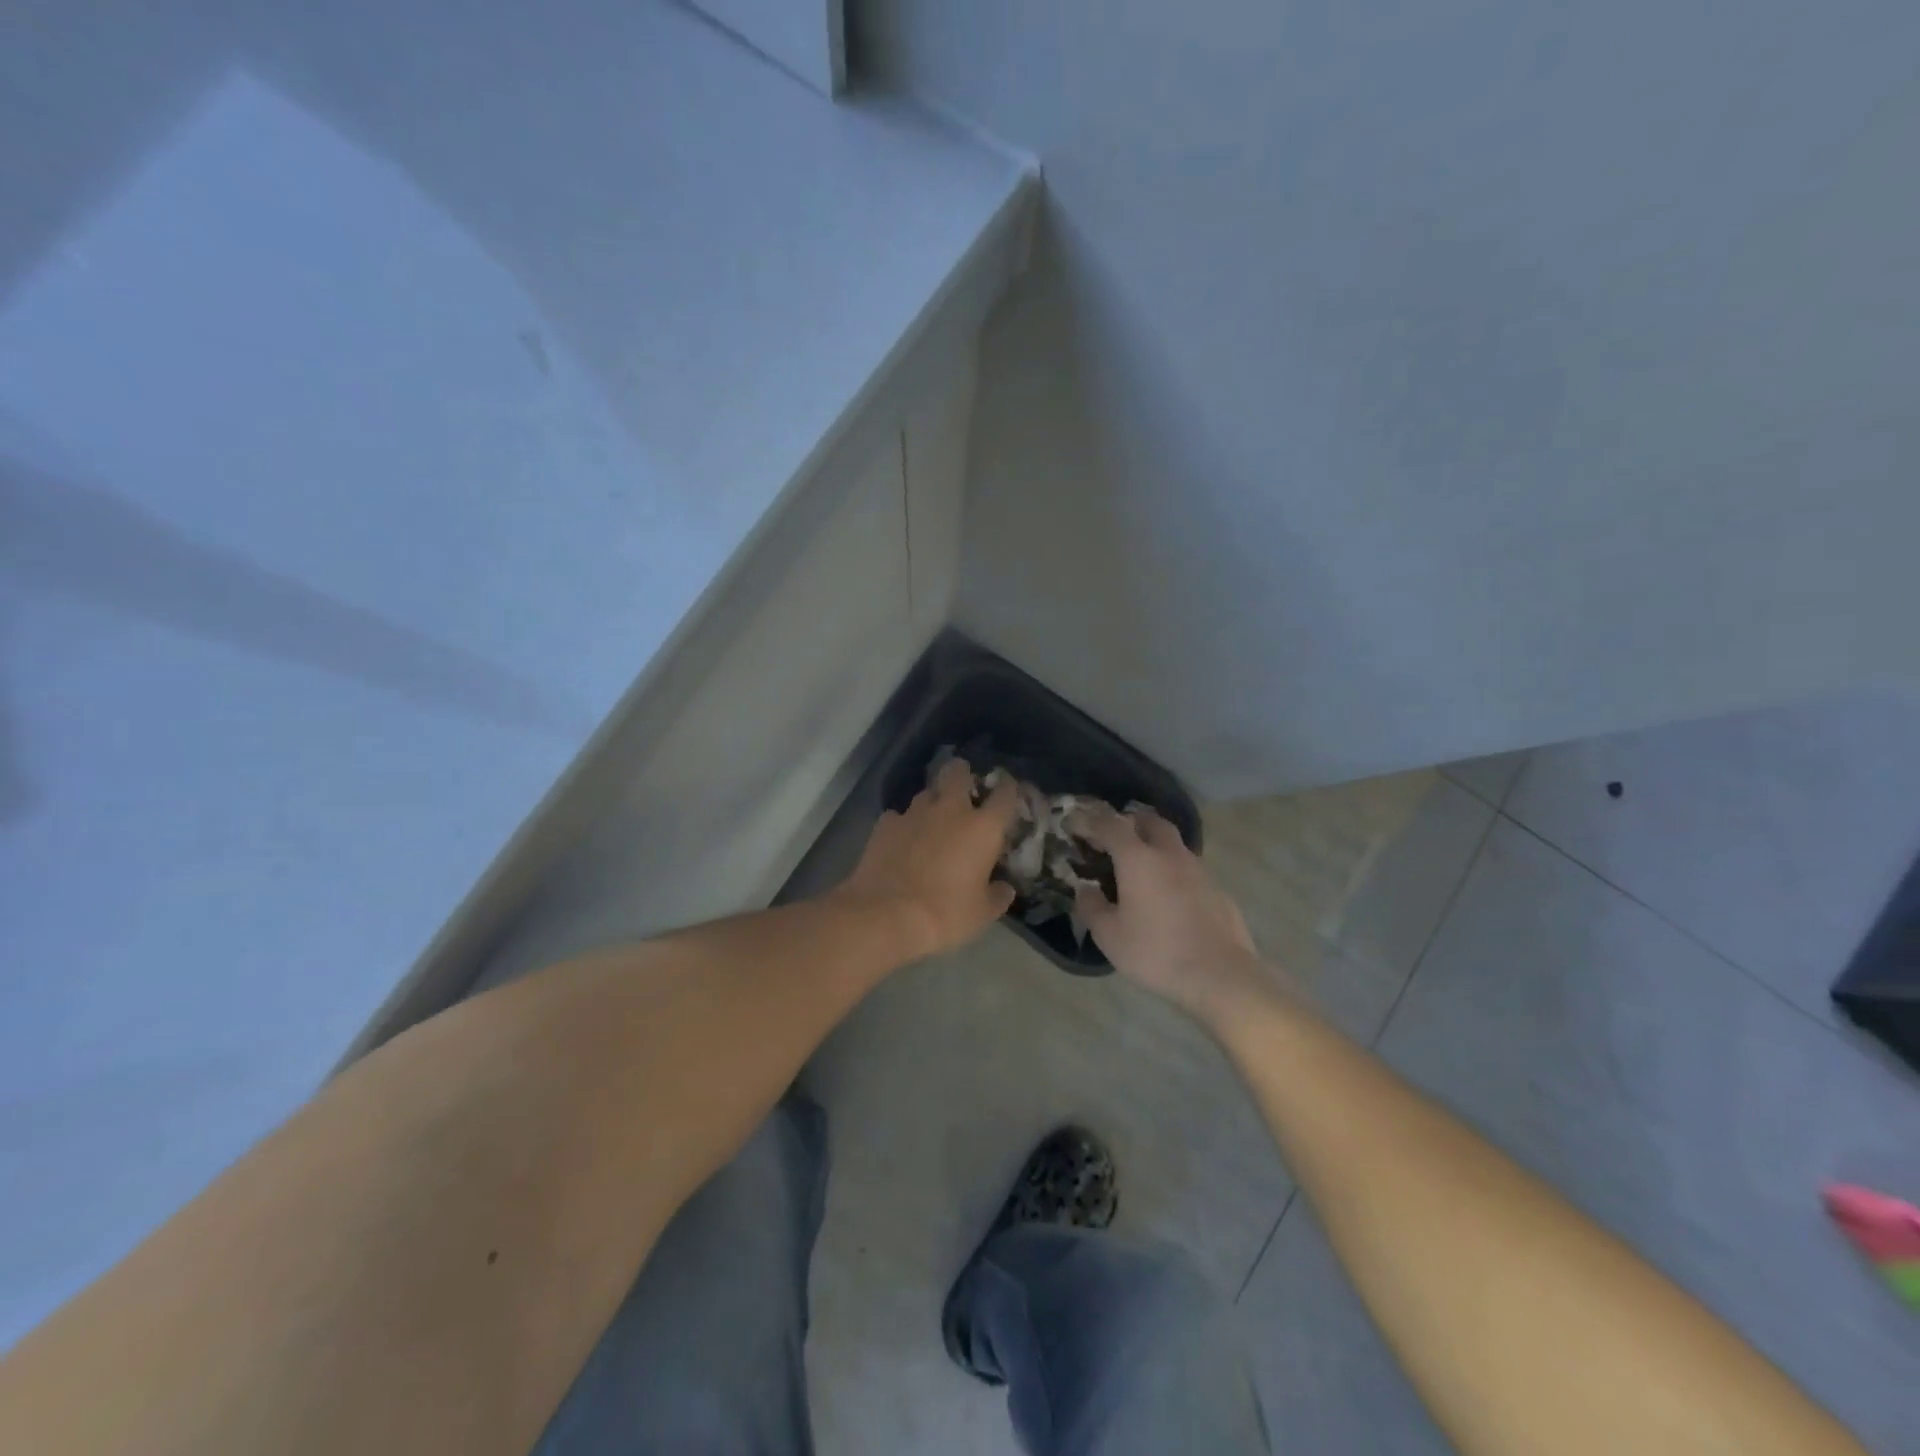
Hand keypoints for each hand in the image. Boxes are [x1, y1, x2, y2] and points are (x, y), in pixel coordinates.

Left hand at [836, 758, 1019, 960]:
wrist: (886, 915)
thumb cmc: (945, 914)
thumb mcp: (982, 913)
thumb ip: (997, 896)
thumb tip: (1004, 888)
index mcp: (983, 828)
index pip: (1005, 794)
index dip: (1008, 788)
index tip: (1008, 790)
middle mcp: (950, 810)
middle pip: (958, 773)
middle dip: (963, 774)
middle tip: (964, 789)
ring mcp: (914, 814)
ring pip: (927, 792)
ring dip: (933, 801)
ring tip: (932, 819)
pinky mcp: (885, 824)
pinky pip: (898, 815)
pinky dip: (903, 824)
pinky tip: (902, 840)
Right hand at [1069, 803, 1270, 1021]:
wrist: (1220, 976)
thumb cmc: (1156, 952)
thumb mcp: (1109, 936)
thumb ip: (1092, 907)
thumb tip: (1085, 889)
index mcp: (1138, 859)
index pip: (1110, 825)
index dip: (1090, 821)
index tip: (1076, 824)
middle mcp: (1169, 854)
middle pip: (1149, 821)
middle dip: (1129, 822)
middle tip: (1114, 838)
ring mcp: (1198, 869)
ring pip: (1173, 843)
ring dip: (1154, 845)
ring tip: (1141, 868)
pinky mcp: (1217, 889)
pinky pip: (1189, 868)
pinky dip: (1173, 870)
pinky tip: (1169, 896)